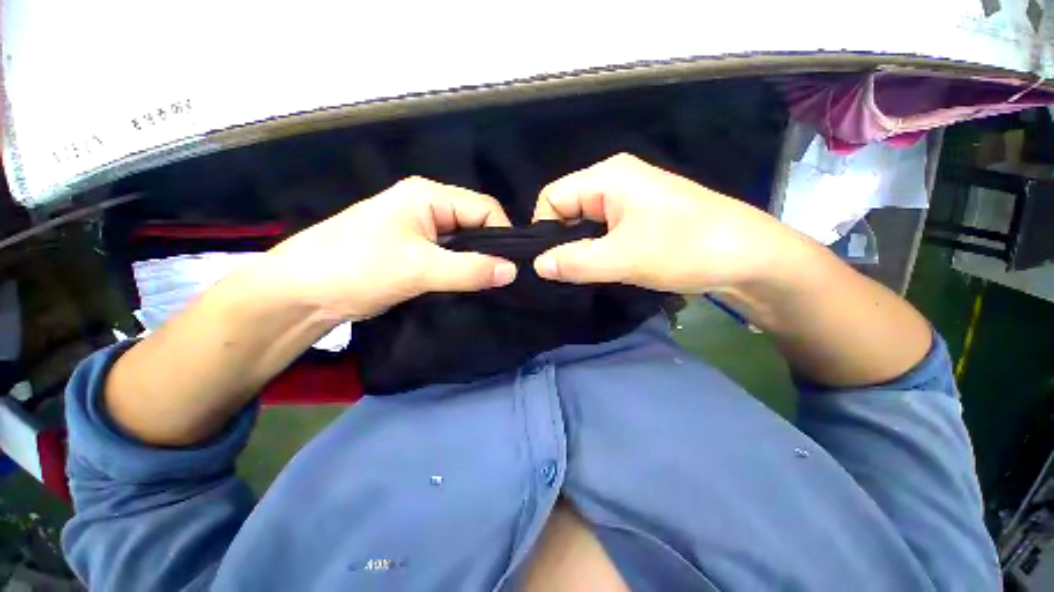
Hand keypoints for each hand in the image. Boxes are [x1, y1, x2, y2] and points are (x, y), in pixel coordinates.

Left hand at [263, 177, 516, 320]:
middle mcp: (428, 208)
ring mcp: (421, 231)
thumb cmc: (357, 267)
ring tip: (487, 286)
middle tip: (500, 280)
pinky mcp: (415, 253)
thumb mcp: (418, 267)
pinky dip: (462, 272)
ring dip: (476, 264)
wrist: (302, 294)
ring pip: (464, 244)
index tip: (510, 267)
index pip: (484, 208)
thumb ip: (469, 269)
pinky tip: (467, 287)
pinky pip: (450, 258)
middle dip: (490, 251)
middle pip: (476, 225)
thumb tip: (512, 272)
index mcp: (429, 196)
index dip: (502, 235)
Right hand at [532, 153, 802, 293]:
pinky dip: (597, 248)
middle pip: (567, 208)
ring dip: (580, 247)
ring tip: (585, 272)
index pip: (552, 197)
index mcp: (607, 176)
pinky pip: (603, 228)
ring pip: (585, 221)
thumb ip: (575, 262)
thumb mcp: (623, 258)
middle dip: (562, 240)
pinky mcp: (640, 214)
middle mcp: (614, 179)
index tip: (550, 263)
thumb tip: (537, 266)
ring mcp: (629, 196)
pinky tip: (604, 265)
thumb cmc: (686, 248)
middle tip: (567, 272)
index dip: (545, 229)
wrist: (749, 256)